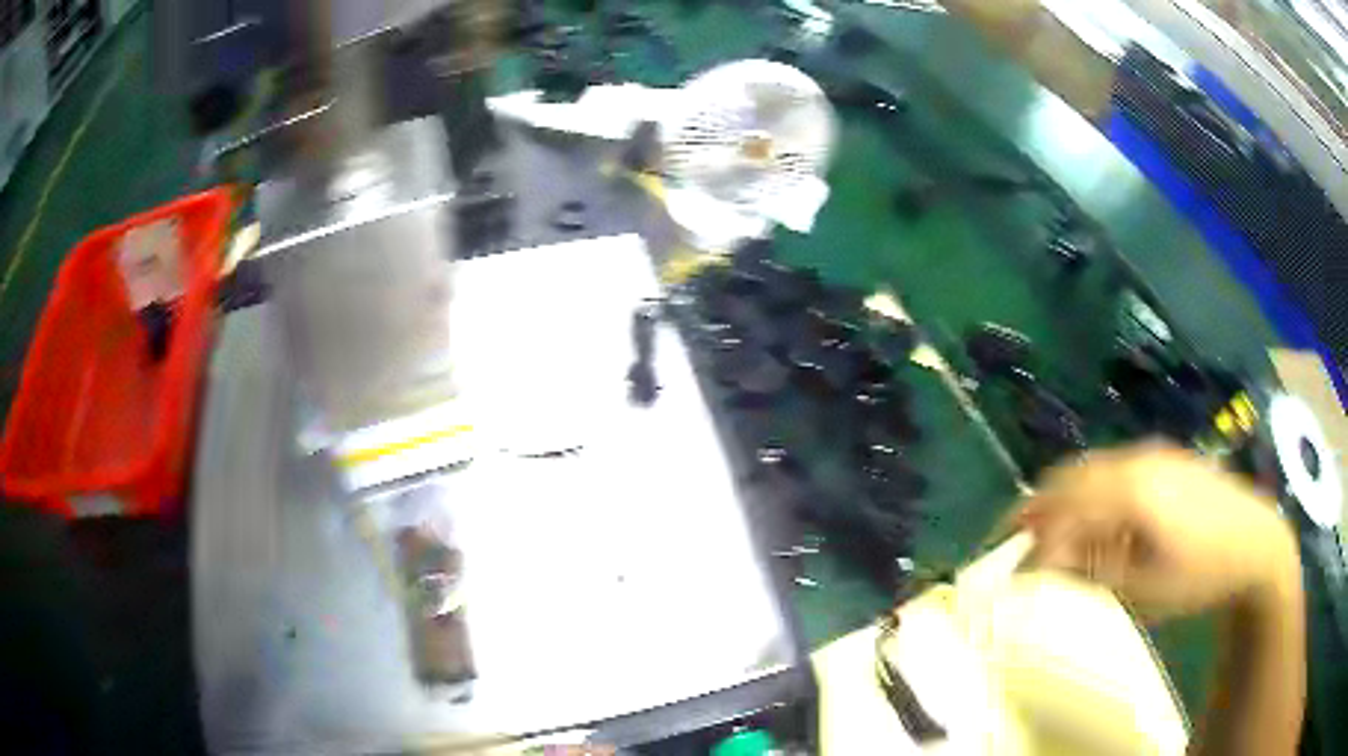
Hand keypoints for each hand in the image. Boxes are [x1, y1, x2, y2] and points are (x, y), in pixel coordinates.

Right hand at [1015, 442, 1299, 622]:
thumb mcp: (1144, 588)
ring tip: (1043, 536)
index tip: (1011, 581)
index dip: (1030, 546)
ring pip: (1086, 468)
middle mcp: (1133, 459)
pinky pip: (1109, 468)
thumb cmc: (1200, 573)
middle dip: (1032, 510)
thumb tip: (1047, 568)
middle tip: (1008, 546)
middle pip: (1066, 477)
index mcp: (1129, 490)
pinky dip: (1086, 492)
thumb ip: (1093, 572)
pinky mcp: (1162, 458)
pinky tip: (1090, 520)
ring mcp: (1150, 453)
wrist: (1255, 541)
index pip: (1061, 511)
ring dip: (1059, 499)